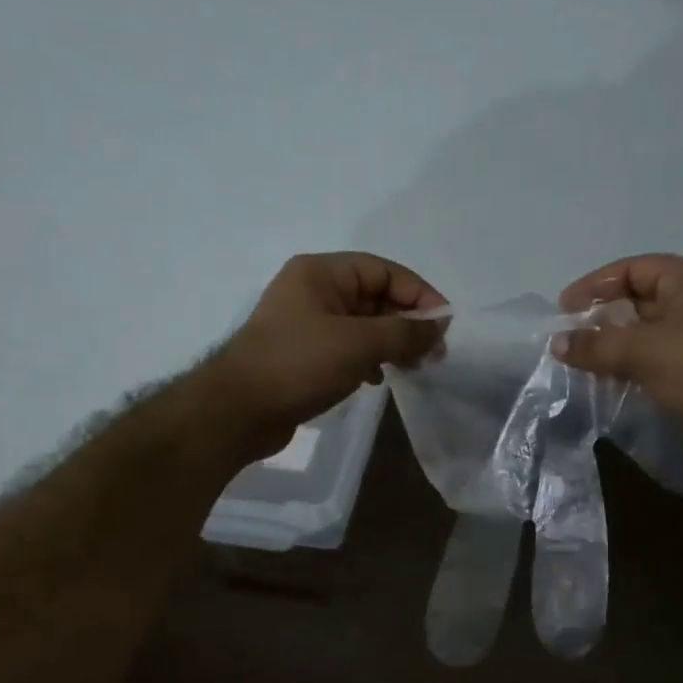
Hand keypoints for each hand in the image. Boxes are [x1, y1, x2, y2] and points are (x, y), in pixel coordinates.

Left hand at [204, 252, 446, 457]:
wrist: (237, 411)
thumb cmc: (298, 365)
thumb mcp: (358, 343)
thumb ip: (404, 332)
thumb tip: (440, 326)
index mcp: (321, 272)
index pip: (384, 271)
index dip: (419, 294)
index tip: (445, 325)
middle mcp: (314, 291)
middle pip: (375, 296)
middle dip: (407, 322)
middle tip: (434, 352)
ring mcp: (307, 324)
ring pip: (363, 325)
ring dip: (391, 342)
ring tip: (414, 367)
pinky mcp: (304, 354)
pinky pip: (348, 348)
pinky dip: (369, 359)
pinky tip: (378, 379)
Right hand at [554, 254, 682, 473]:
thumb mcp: (644, 351)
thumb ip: (596, 346)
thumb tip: (556, 343)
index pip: (633, 269)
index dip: (595, 284)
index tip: (564, 310)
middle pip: (639, 300)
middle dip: (603, 317)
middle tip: (570, 339)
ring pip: (648, 334)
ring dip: (616, 347)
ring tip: (582, 363)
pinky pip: (658, 360)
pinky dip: (633, 368)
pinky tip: (610, 383)